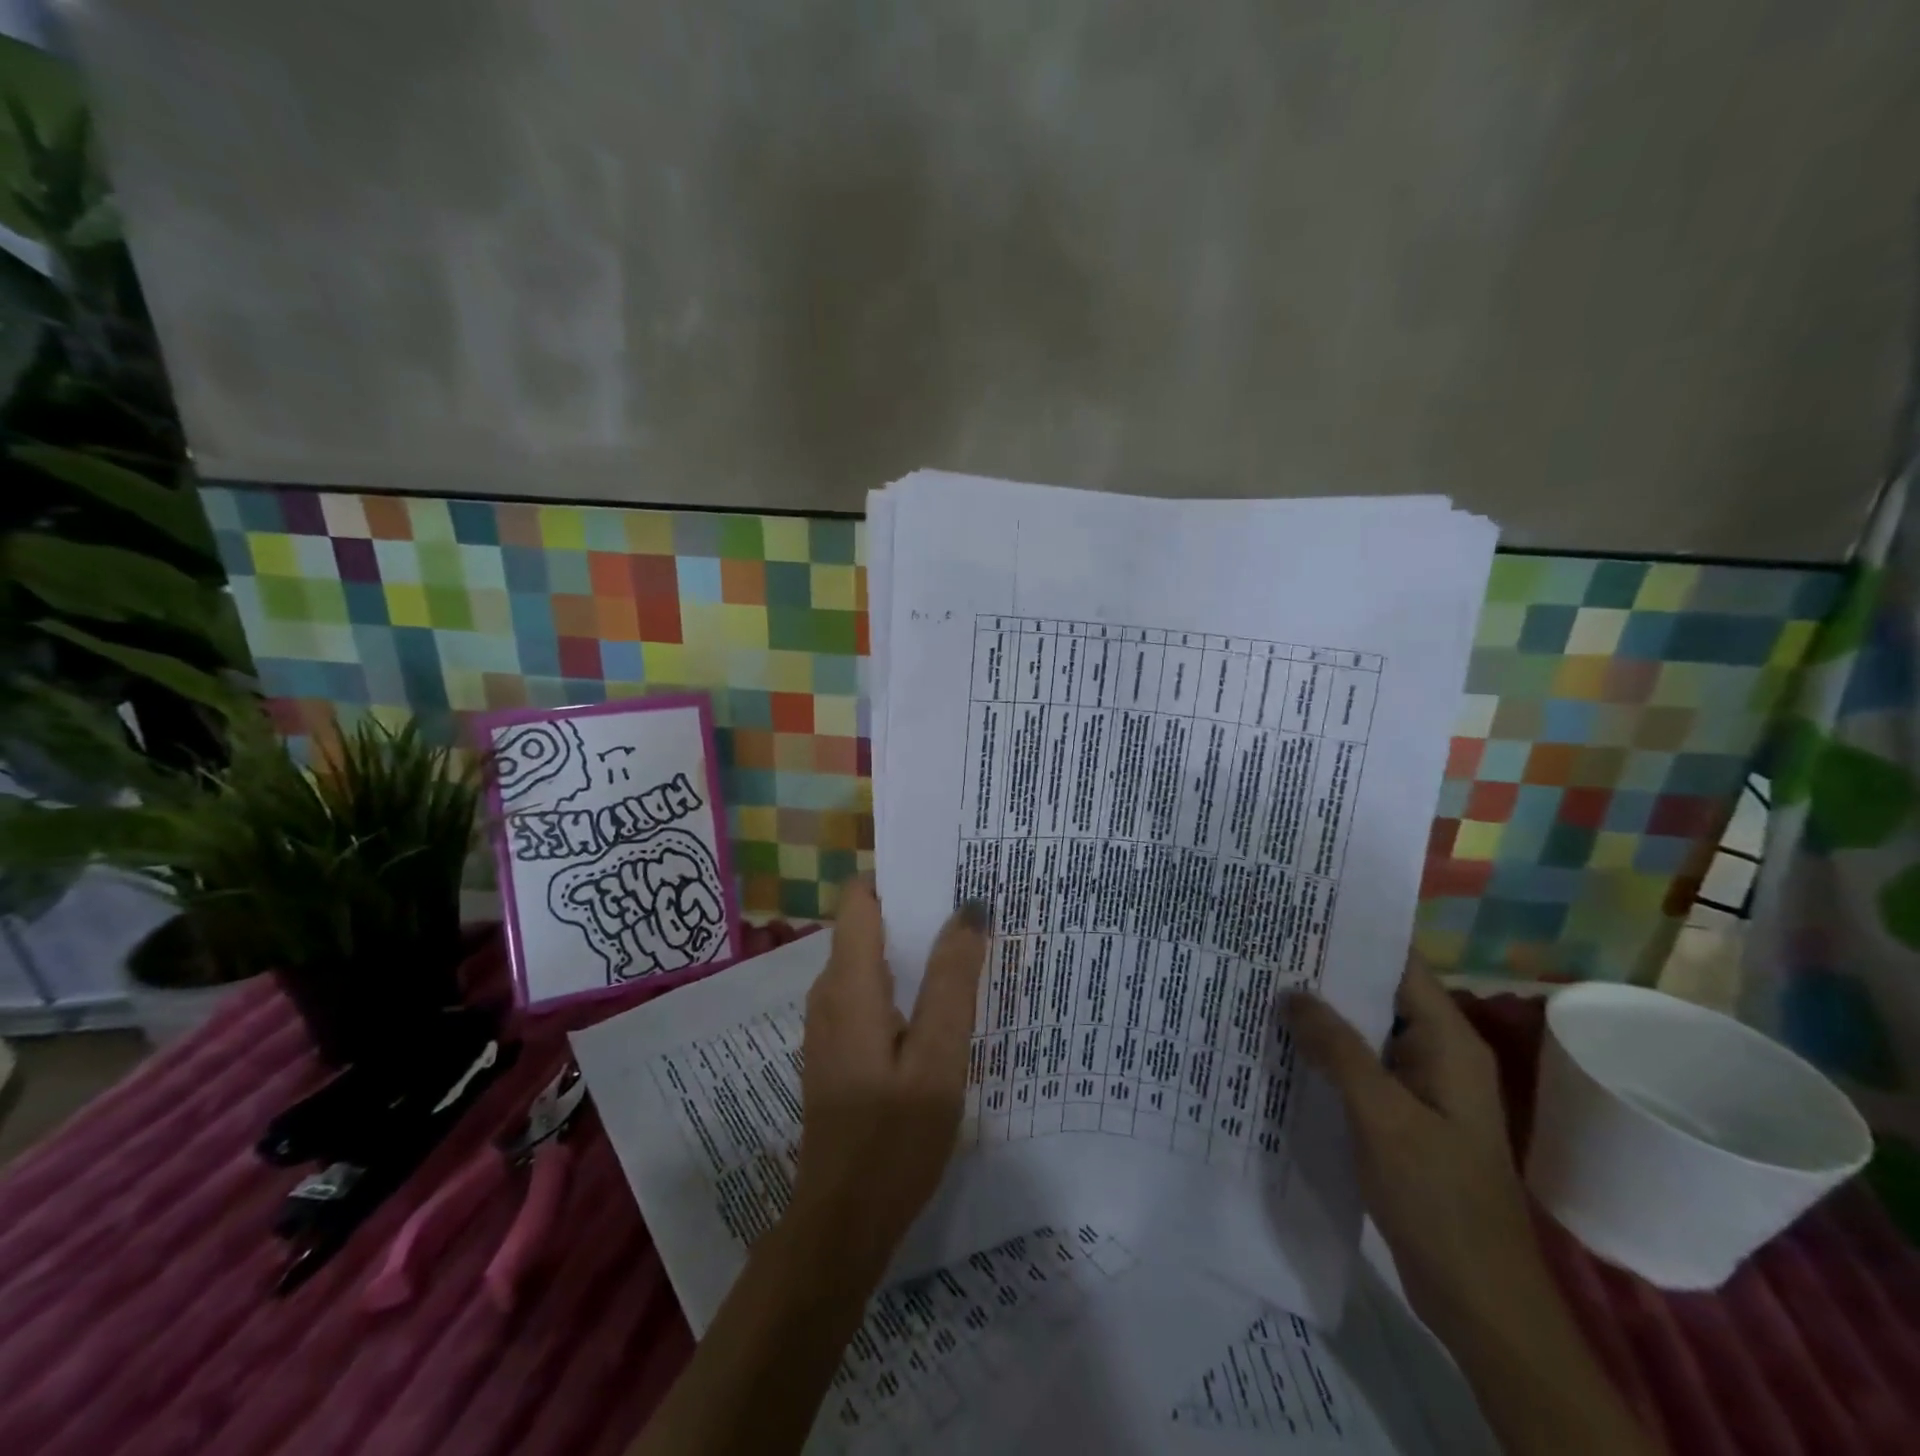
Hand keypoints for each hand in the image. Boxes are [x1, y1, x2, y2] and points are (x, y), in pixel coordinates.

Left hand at [788, 881, 988, 1274]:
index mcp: (849, 984)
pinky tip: (942, 1001)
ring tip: (968, 946)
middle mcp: (830, 991)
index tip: (947, 870)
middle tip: (974, 908)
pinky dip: (905, 981)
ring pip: (871, 959)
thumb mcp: (937, 1060)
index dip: (898, 875)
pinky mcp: (839, 1047)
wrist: (841, 1223)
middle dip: (916, 909)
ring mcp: (830, 1021)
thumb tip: (969, 909)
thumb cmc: (893, 1140)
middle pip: (868, 924)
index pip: (860, 897)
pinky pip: (870, 991)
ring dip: (914, 947)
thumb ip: (952, 982)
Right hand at [1287, 956, 1542, 1340]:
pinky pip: (1360, 1070)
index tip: (1299, 915)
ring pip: (1365, 1034)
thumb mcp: (1381, 1116)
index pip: (1399, 966)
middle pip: (1378, 996)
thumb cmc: (1438, 1197)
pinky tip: (1282, 1048)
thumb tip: (1290, 993)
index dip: (1354, 937)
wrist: (1478, 1297)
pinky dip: (1326, 1055)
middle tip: (1265, 949)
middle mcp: (1437, 1055)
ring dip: (1322, 1017)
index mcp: (1448, 1043)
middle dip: (1326, 975)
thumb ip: (1337, 1049)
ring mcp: (1421, 1089)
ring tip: (1263, 988)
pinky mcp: (1403, 1118)